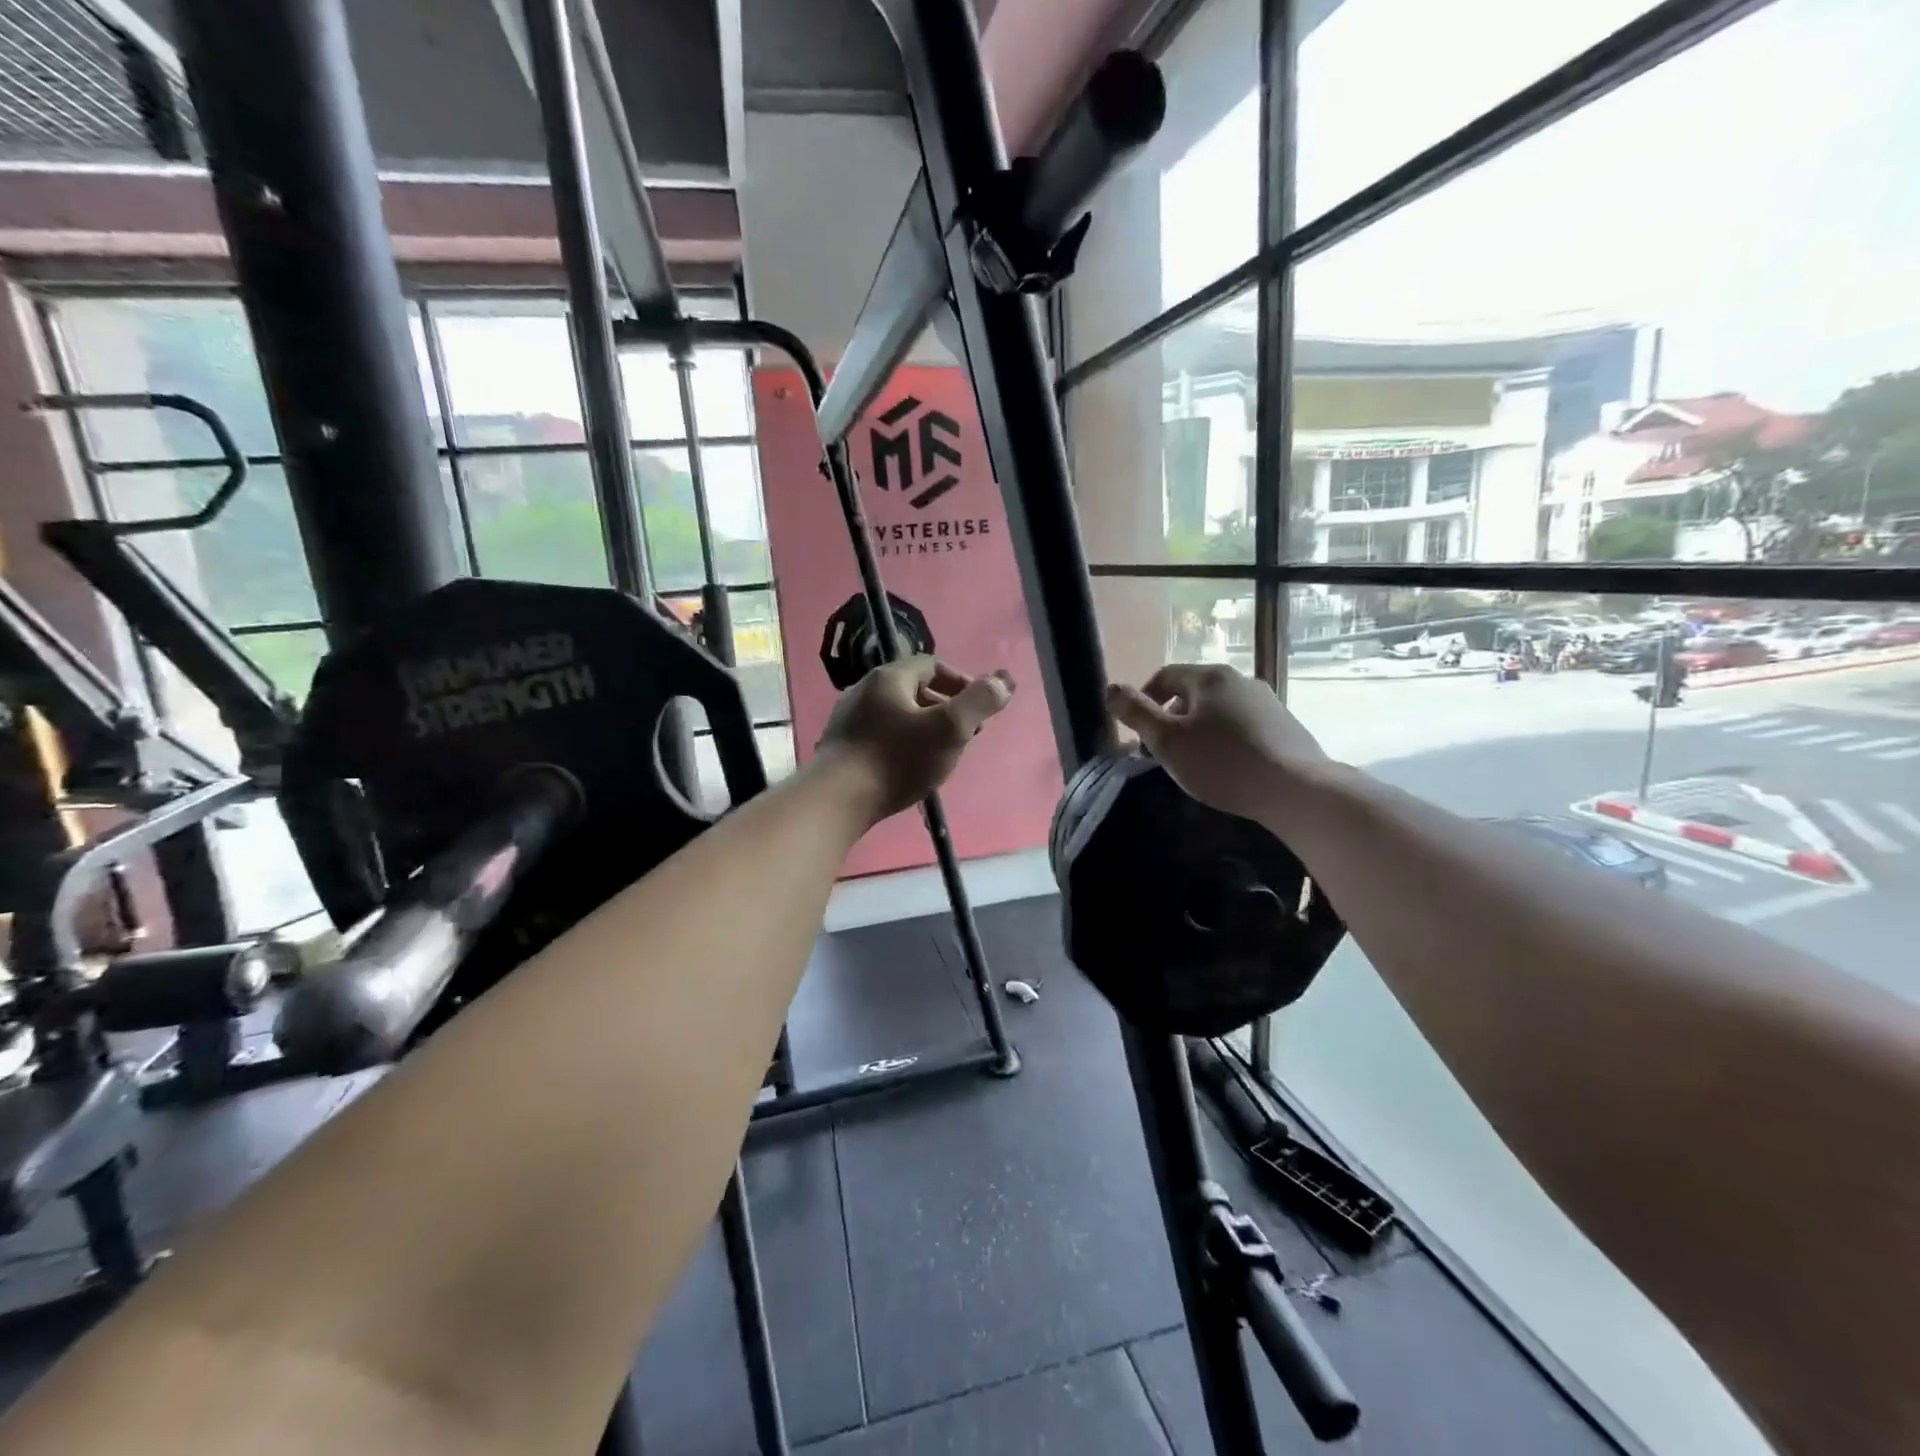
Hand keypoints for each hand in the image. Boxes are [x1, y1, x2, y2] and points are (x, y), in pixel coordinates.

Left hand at [816, 657, 1014, 822]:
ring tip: (940, 755)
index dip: (962, 682)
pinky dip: (901, 745)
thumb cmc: (897, 759)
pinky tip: (908, 770)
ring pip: (896, 715)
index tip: (979, 709)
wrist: (837, 799)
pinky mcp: (840, 747)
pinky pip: (880, 736)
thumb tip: (1004, 680)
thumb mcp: (949, 729)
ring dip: (923, 728)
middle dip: (944, 707)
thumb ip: (979, 702)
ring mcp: (848, 719)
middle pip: (913, 689)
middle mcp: (864, 690)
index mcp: (890, 677)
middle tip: (964, 734)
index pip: (933, 665)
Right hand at [1106, 664, 1326, 821]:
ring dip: (1199, 730)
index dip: (1143, 701)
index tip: (1138, 734)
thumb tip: (1110, 689)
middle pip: (1192, 692)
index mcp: (1209, 677)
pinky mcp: (1285, 725)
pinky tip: (1228, 767)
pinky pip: (1242, 725)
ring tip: (1194, 762)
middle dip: (1171, 718)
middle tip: (1162, 752)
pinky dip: (1226, 739)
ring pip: (1218, 710)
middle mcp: (1240, 679)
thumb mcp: (1167, 741)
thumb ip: (1136, 713)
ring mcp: (1267, 701)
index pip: (1164, 676)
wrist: (1295, 789)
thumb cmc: (1222, 763)